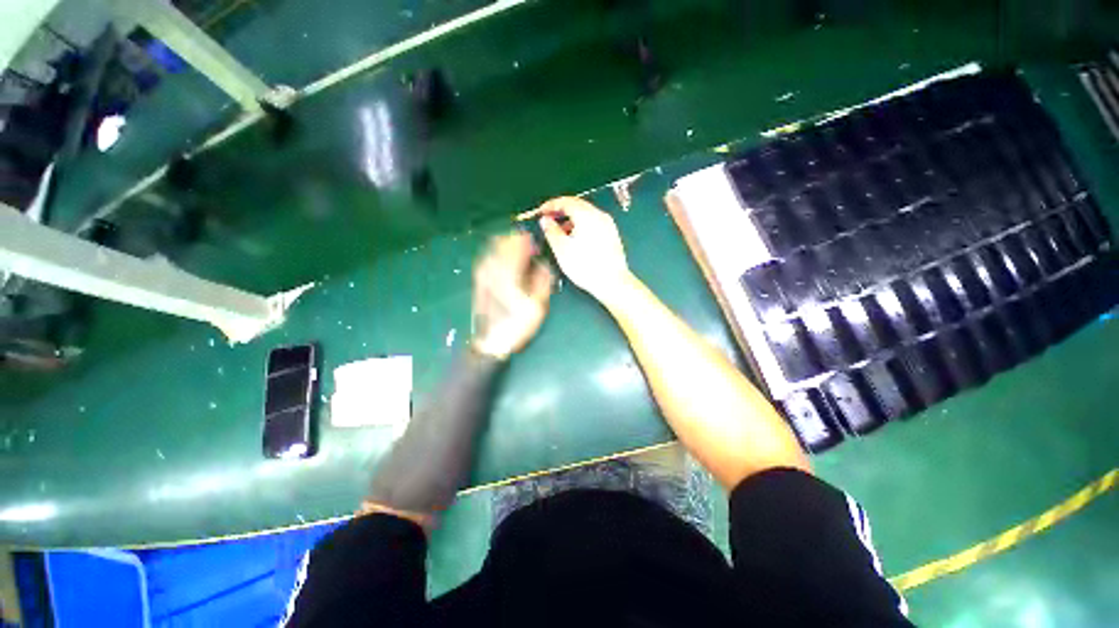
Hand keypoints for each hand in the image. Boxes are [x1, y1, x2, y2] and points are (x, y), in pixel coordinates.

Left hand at [471, 232, 554, 359]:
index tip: (535, 244)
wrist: (492, 340)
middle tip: (529, 247)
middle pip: (503, 242)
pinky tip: (506, 262)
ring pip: (494, 247)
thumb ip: (543, 280)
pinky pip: (488, 257)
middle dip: (517, 240)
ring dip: (507, 245)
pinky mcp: (479, 279)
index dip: (527, 240)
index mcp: (509, 273)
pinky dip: (498, 253)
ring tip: (520, 253)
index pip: (516, 245)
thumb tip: (544, 264)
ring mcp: (483, 273)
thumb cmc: (518, 324)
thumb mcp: (538, 306)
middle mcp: (493, 269)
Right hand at [534, 197, 631, 301]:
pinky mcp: (612, 235)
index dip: (551, 205)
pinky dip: (581, 226)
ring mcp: (608, 225)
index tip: (541, 211)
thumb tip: (545, 220)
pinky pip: (593, 224)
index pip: (566, 201)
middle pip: (577, 205)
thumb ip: (551, 230)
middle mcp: (600, 216)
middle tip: (548, 219)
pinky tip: (575, 239)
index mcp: (587, 215)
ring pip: (586, 215)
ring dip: (571, 219)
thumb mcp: (561, 248)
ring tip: (560, 232)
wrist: (611, 282)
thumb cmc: (586, 267)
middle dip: (561, 211)